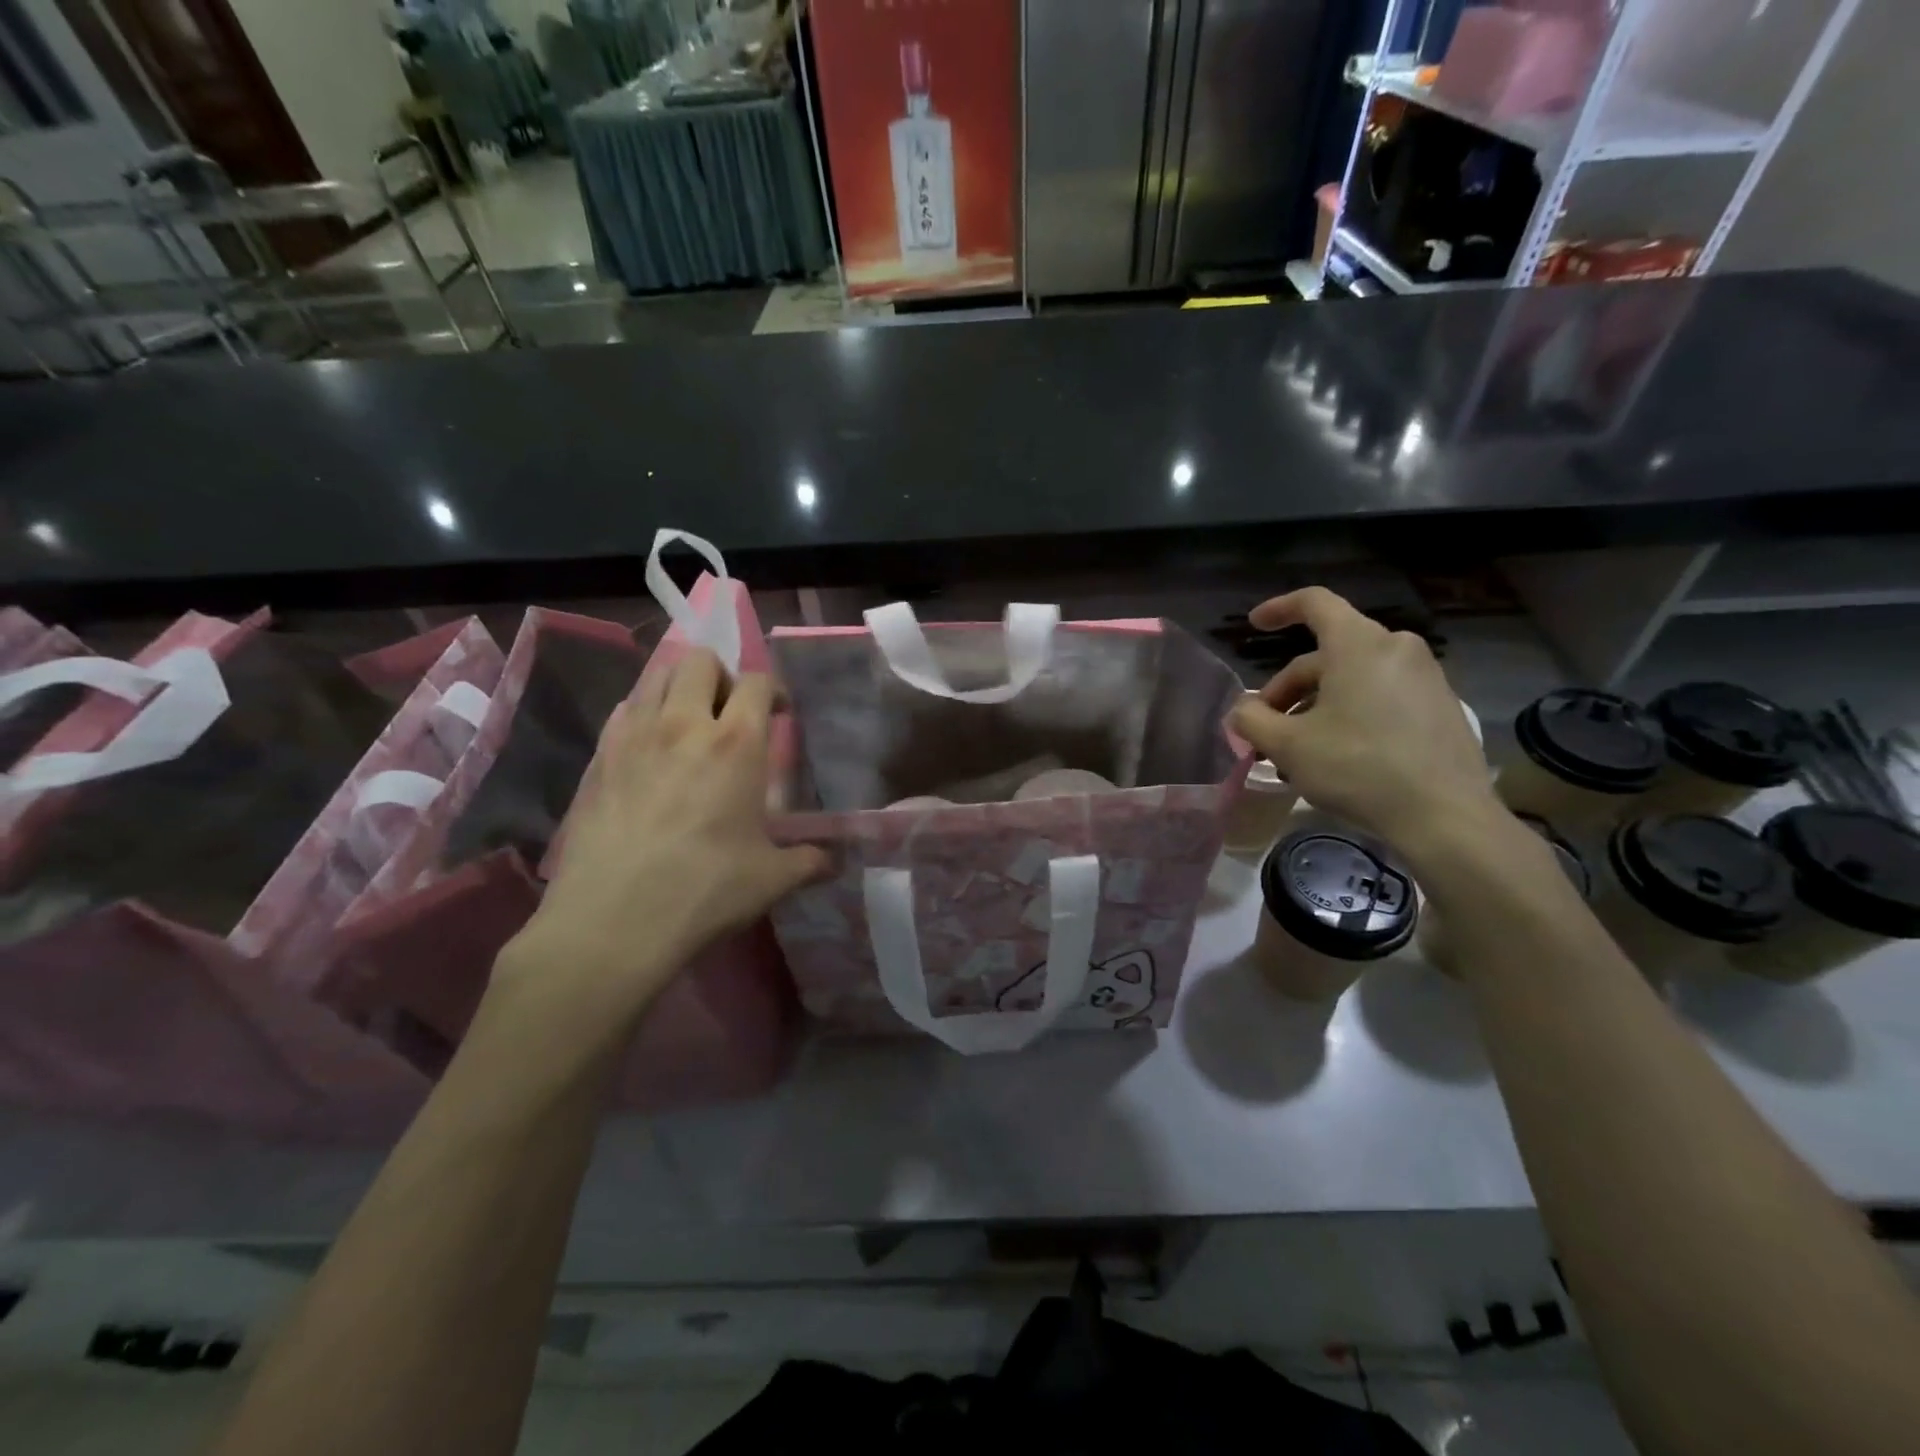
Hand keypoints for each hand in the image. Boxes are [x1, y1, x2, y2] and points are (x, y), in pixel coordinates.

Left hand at [496, 648, 826, 1024]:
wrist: (613, 922)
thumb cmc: (705, 892)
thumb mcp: (772, 879)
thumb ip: (810, 861)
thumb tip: (835, 863)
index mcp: (736, 743)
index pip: (757, 681)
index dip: (773, 690)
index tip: (779, 713)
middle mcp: (684, 724)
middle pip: (700, 660)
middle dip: (721, 677)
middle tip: (729, 715)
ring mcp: (634, 736)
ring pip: (655, 675)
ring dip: (679, 688)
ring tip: (688, 726)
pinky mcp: (598, 757)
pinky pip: (624, 711)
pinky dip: (643, 715)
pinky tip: (650, 753)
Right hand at [1228, 588, 1497, 851]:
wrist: (1445, 816)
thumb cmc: (1358, 767)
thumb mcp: (1288, 745)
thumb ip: (1252, 720)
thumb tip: (1241, 710)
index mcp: (1359, 645)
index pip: (1315, 603)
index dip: (1279, 609)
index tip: (1254, 625)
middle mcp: (1397, 649)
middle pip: (1327, 655)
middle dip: (1289, 689)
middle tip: (1266, 730)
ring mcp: (1426, 678)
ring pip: (1353, 680)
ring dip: (1316, 707)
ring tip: (1296, 753)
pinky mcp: (1441, 708)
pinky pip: (1382, 697)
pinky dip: (1350, 715)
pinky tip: (1336, 756)